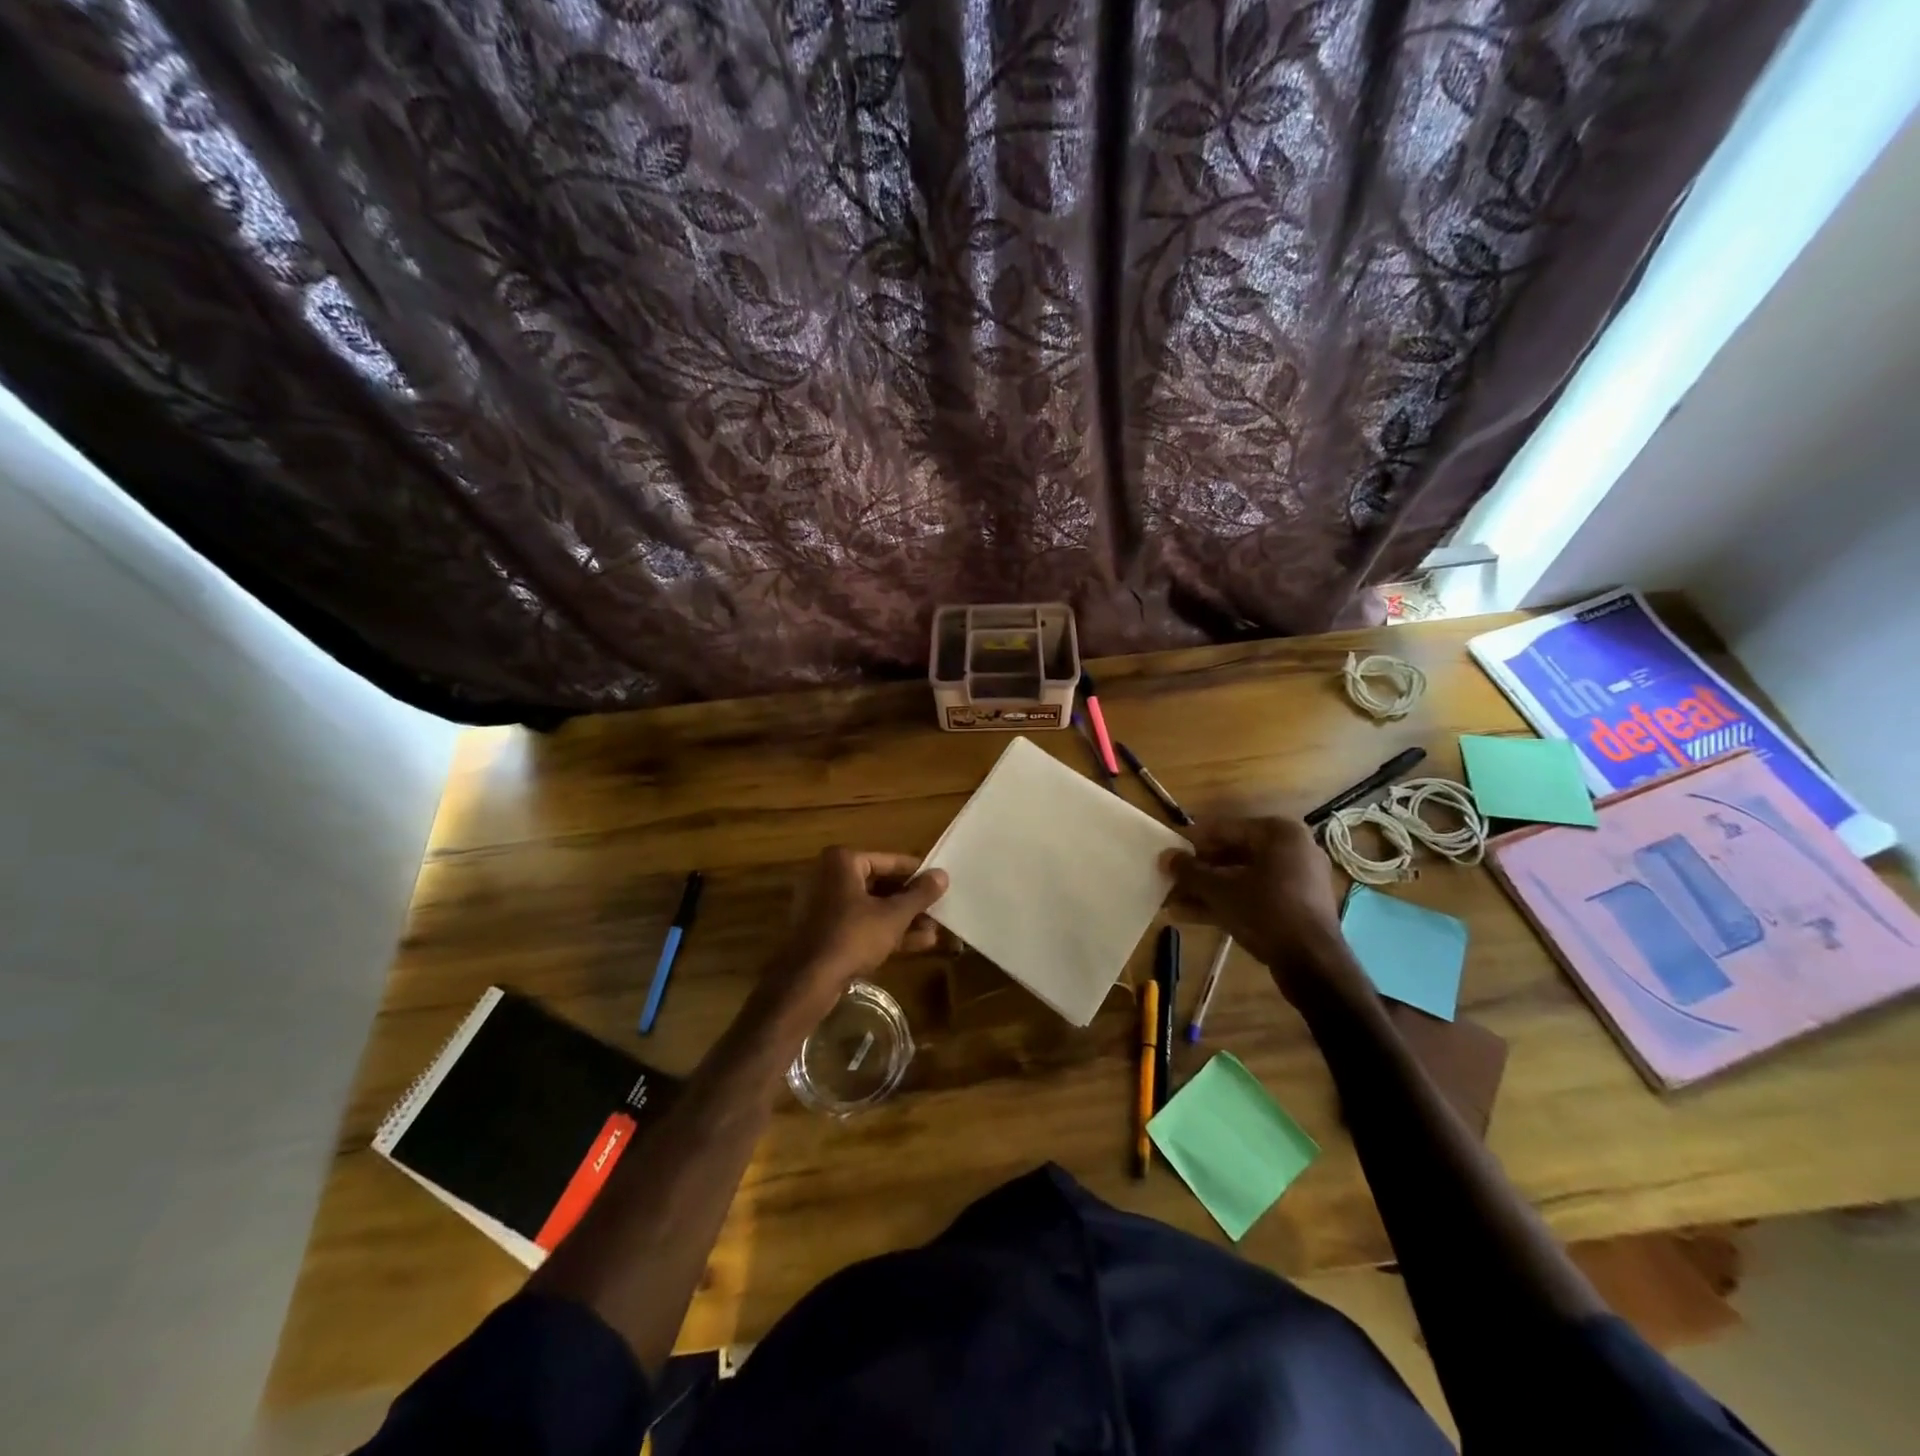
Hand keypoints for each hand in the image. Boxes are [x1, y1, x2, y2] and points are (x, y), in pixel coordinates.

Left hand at [765, 848, 948, 1018]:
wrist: (807, 982)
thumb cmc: (852, 937)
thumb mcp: (893, 915)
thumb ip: (920, 894)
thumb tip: (943, 875)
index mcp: (842, 862)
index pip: (889, 861)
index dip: (917, 873)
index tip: (939, 882)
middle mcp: (829, 877)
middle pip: (880, 885)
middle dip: (911, 902)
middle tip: (938, 910)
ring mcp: (823, 905)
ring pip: (871, 907)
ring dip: (902, 919)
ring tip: (934, 931)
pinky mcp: (823, 931)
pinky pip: (860, 924)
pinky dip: (884, 931)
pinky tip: (918, 944)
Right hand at [1163, 817, 1367, 1007]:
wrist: (1313, 963)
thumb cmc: (1266, 912)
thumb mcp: (1220, 890)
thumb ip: (1190, 872)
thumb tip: (1165, 857)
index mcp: (1278, 833)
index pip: (1224, 829)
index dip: (1191, 842)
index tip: (1167, 854)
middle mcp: (1291, 849)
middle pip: (1232, 854)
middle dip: (1198, 870)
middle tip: (1169, 879)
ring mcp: (1296, 879)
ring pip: (1241, 878)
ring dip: (1206, 889)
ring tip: (1173, 901)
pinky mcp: (1295, 906)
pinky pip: (1254, 895)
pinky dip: (1226, 902)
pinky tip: (1191, 915)